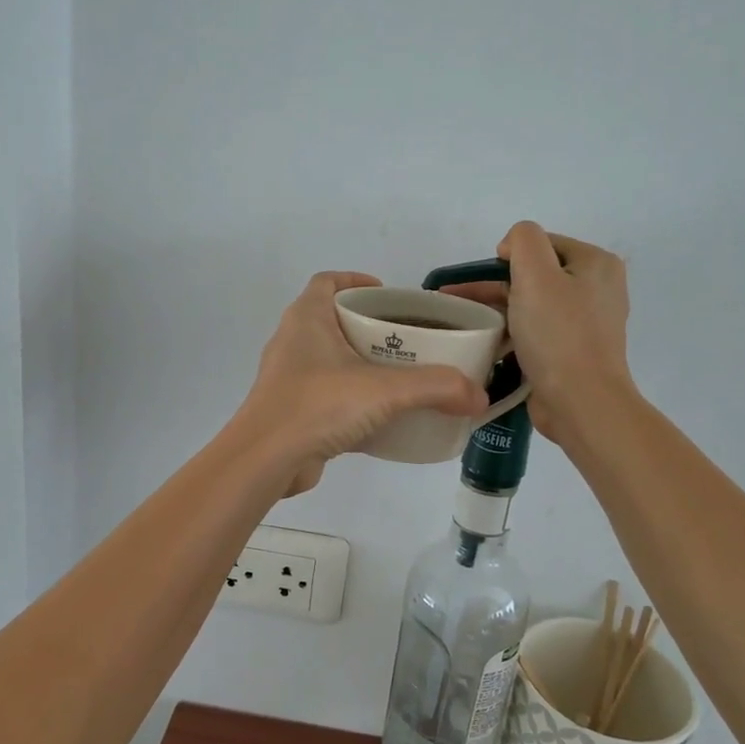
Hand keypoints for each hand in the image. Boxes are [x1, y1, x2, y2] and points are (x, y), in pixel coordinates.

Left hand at [235, 271, 487, 495]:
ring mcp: (289, 378)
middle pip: (333, 320)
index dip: (356, 282)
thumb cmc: (318, 405)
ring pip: (330, 359)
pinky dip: (353, 398)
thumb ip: (436, 388)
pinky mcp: (292, 410)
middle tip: (408, 339)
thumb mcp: (384, 391)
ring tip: (401, 376)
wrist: (265, 460)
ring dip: (361, 363)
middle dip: (370, 326)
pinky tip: (381, 416)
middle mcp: (293, 341)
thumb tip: (479, 396)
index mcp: (307, 319)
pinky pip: (327, 394)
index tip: (389, 296)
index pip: (328, 282)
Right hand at [447, 223, 631, 445]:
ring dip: (499, 309)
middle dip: (496, 284)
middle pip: (536, 274)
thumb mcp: (536, 274)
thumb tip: (512, 248)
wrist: (581, 403)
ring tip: (464, 321)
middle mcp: (598, 289)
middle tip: (458, 299)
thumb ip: (523, 241)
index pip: (542, 243)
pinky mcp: (573, 351)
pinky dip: (513, 332)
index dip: (509, 256)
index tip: (483, 280)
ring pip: (533, 303)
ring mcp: (587, 323)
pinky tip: (488, 342)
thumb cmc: (558, 335)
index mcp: (596, 264)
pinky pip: (537, 331)